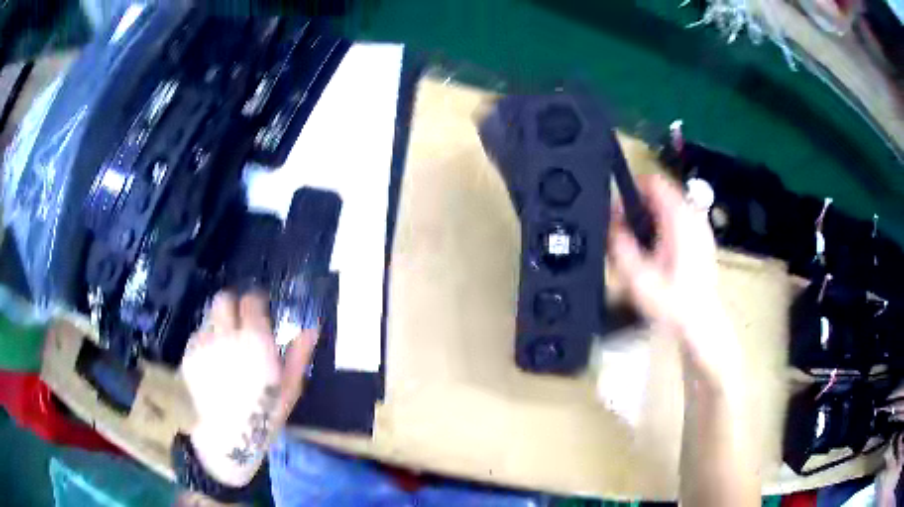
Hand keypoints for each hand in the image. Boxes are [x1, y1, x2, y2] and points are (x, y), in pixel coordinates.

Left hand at [180, 291, 317, 486]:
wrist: (224, 442)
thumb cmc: (262, 419)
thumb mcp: (288, 391)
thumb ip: (299, 357)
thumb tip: (311, 329)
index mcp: (255, 341)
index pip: (251, 301)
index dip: (256, 303)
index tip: (260, 313)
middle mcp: (226, 334)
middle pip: (224, 299)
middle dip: (232, 306)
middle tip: (239, 324)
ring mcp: (203, 344)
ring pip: (209, 317)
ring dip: (217, 324)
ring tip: (224, 347)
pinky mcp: (187, 355)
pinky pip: (197, 336)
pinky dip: (205, 341)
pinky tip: (211, 363)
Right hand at [608, 174, 736, 382]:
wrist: (700, 322)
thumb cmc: (672, 302)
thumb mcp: (637, 278)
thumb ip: (620, 247)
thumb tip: (610, 223)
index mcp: (678, 219)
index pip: (653, 182)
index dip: (631, 190)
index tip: (617, 210)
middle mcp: (692, 216)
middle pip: (660, 193)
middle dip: (639, 206)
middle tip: (624, 231)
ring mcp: (700, 227)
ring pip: (670, 206)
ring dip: (651, 217)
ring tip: (639, 243)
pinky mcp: (703, 239)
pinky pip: (680, 220)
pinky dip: (665, 226)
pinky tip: (658, 251)